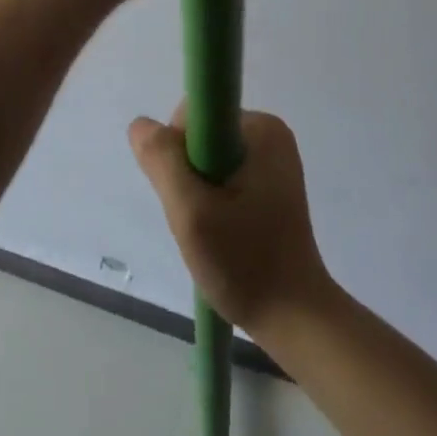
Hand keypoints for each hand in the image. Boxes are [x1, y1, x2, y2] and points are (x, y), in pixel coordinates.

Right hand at [129, 106, 333, 336]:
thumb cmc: (246, 264)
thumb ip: (163, 162)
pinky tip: (224, 233)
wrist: (295, 320)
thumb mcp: (192, 213)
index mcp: (261, 128)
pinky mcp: (272, 183)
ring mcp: (274, 159)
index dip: (177, 151)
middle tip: (200, 221)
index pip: (195, 115)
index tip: (186, 194)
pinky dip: (214, 201)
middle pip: (201, 137)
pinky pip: (225, 175)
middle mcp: (271, 133)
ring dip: (199, 192)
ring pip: (209, 159)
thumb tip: (141, 125)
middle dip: (188, 176)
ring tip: (213, 232)